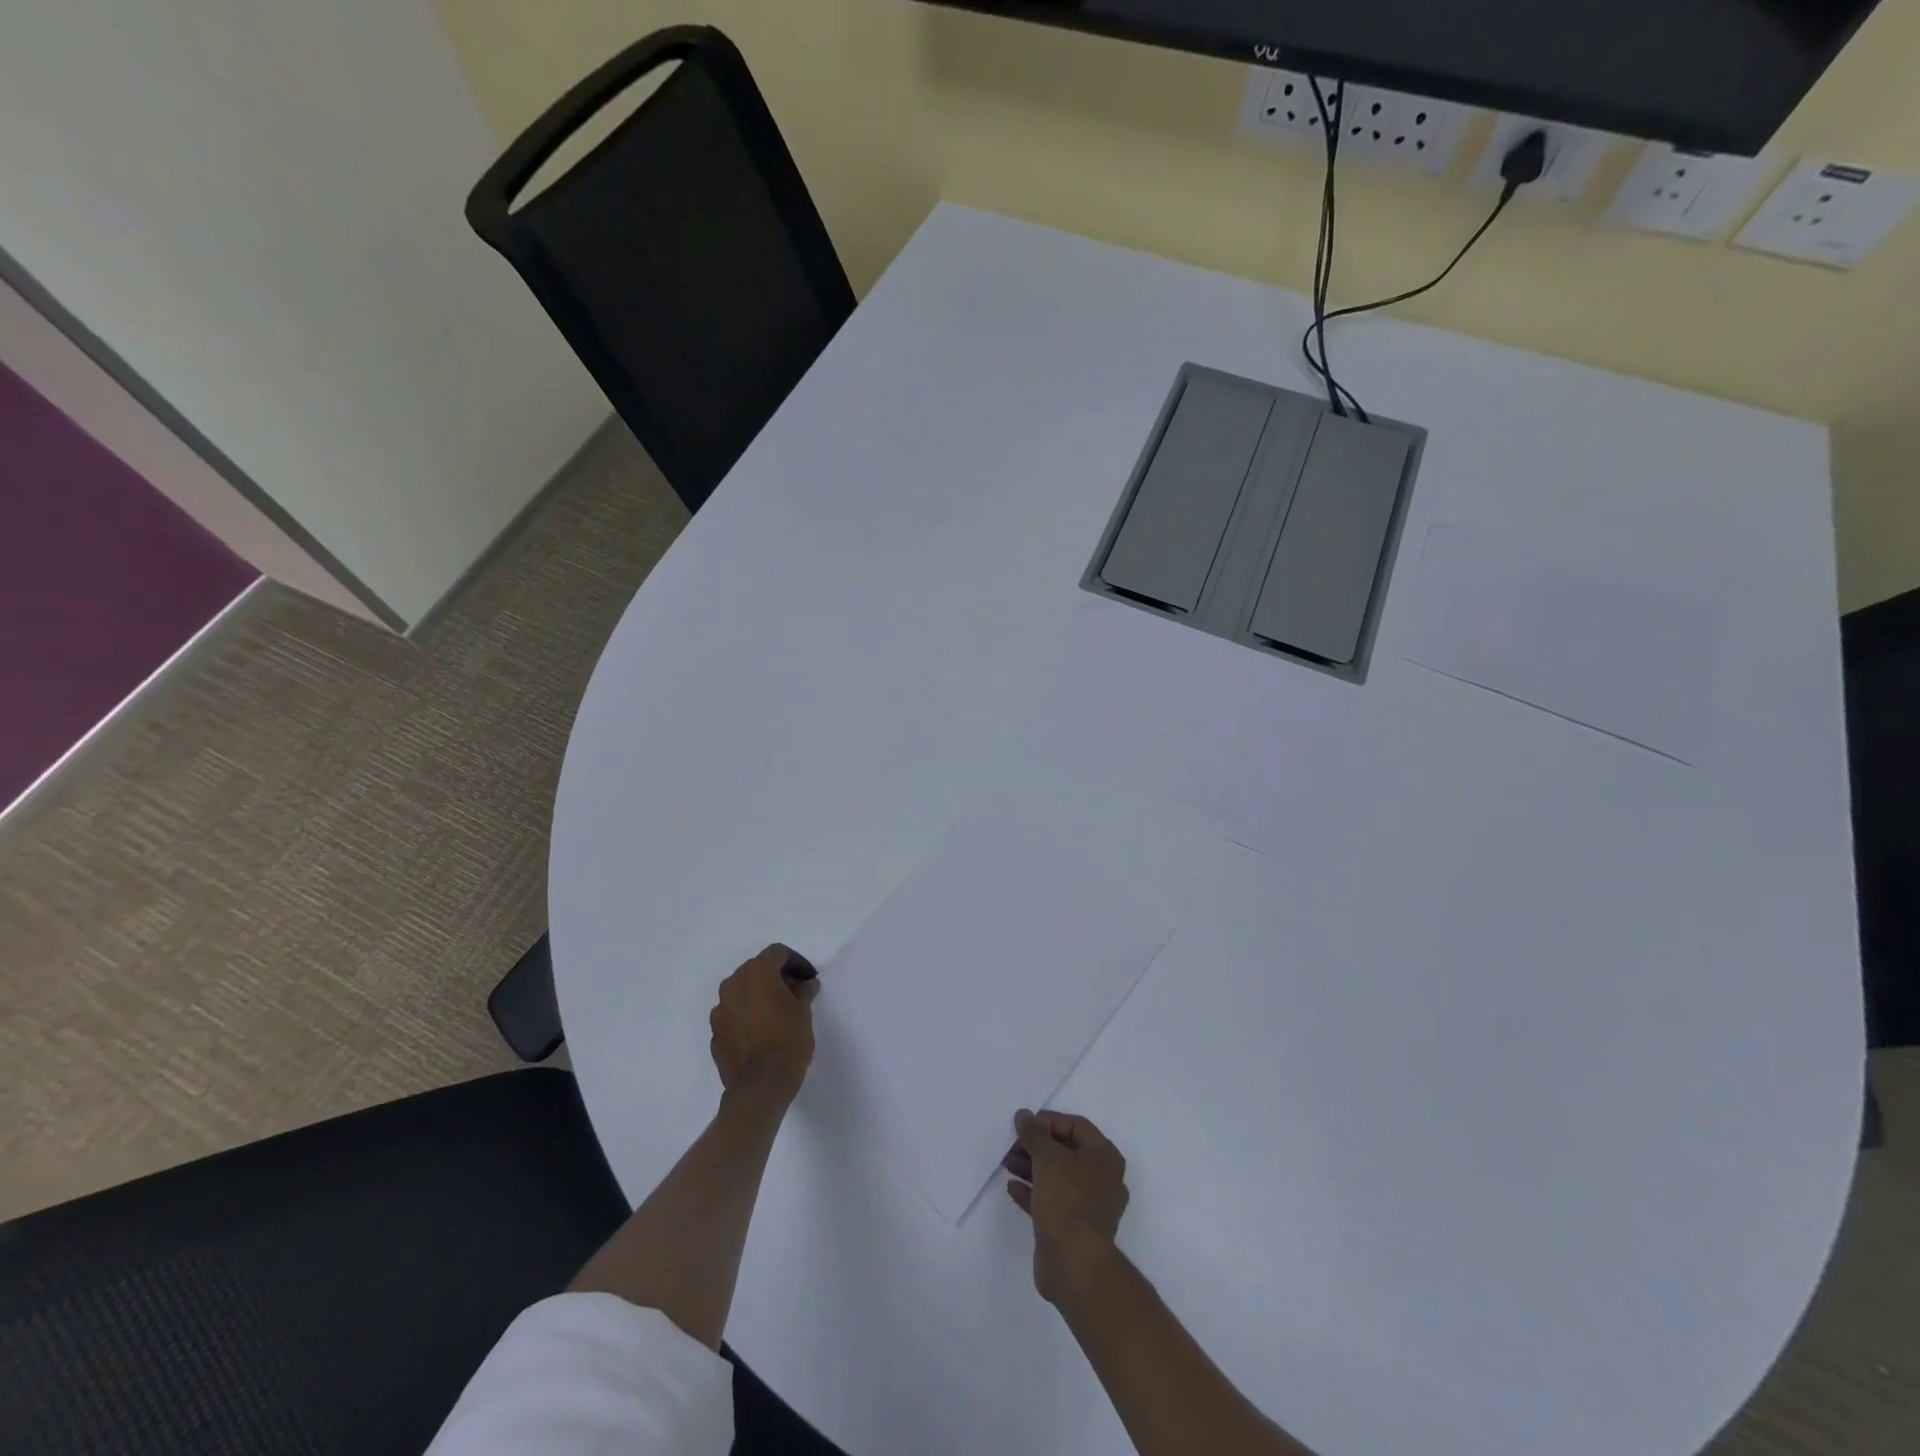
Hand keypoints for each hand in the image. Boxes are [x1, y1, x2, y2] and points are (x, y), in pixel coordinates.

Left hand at [709, 945, 817, 1105]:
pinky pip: (734, 1014)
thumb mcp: (803, 1012)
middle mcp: (732, 985)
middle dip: (776, 976)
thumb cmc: (787, 1041)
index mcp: (756, 974)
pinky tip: (762, 1031)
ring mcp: (720, 1010)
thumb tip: (805, 984)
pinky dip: (747, 1015)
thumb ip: (803, 991)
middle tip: (795, 991)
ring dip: (759, 995)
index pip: (776, 953)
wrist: (759, 1087)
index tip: (808, 978)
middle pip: (756, 969)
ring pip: (742, 991)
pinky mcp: (715, 1033)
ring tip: (777, 1012)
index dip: (795, 961)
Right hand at [1004, 1109, 1128, 1304]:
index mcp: (1104, 1157)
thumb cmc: (1067, 1200)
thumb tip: (1024, 1115)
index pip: (1076, 1126)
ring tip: (1007, 1163)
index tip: (1024, 1125)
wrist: (1075, 1264)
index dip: (1049, 1121)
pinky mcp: (1074, 1228)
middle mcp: (1102, 1178)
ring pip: (1058, 1177)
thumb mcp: (1047, 1158)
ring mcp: (1089, 1206)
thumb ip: (1034, 1133)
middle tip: (1012, 1145)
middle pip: (1066, 1151)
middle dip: (1037, 1146)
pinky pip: (1052, 1201)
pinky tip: (1012, 1188)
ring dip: (1032, 1167)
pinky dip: (1033, 1191)